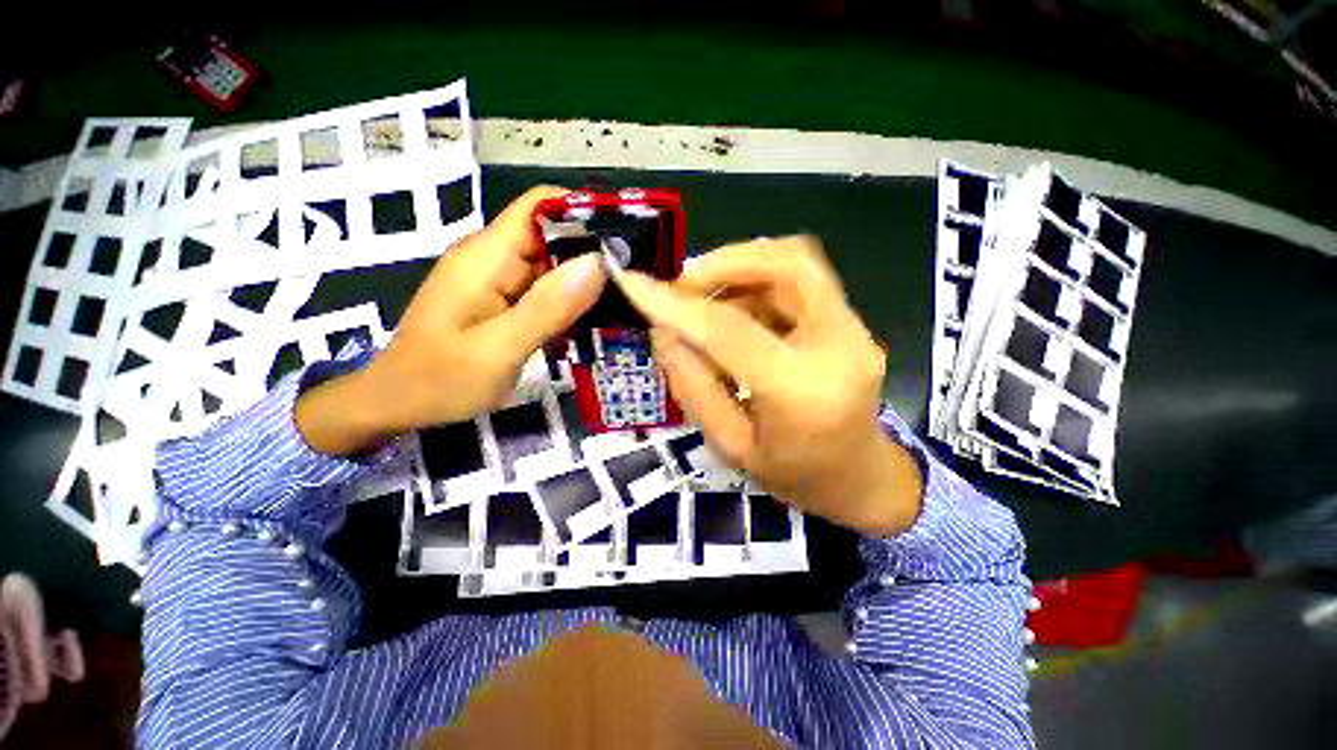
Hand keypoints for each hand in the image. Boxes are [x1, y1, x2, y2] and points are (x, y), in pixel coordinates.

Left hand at [296, 187, 605, 455]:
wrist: (397, 403)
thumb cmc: (439, 380)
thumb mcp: (498, 349)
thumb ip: (547, 307)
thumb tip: (597, 264)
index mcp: (487, 257)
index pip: (541, 207)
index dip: (584, 213)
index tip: (625, 239)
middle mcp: (495, 258)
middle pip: (554, 235)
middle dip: (595, 252)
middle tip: (636, 281)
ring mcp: (500, 280)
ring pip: (554, 264)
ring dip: (588, 279)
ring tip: (628, 299)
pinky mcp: (505, 300)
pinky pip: (547, 289)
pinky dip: (573, 299)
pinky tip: (597, 317)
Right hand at [616, 237, 922, 536]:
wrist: (860, 480)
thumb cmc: (793, 476)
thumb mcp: (729, 445)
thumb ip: (694, 386)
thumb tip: (663, 330)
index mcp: (802, 392)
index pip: (731, 330)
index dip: (678, 305)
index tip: (634, 285)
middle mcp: (840, 347)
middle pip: (789, 264)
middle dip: (726, 262)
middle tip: (683, 285)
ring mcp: (855, 330)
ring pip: (797, 264)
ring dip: (741, 269)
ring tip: (704, 298)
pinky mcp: (852, 324)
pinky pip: (802, 281)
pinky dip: (759, 282)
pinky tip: (735, 309)